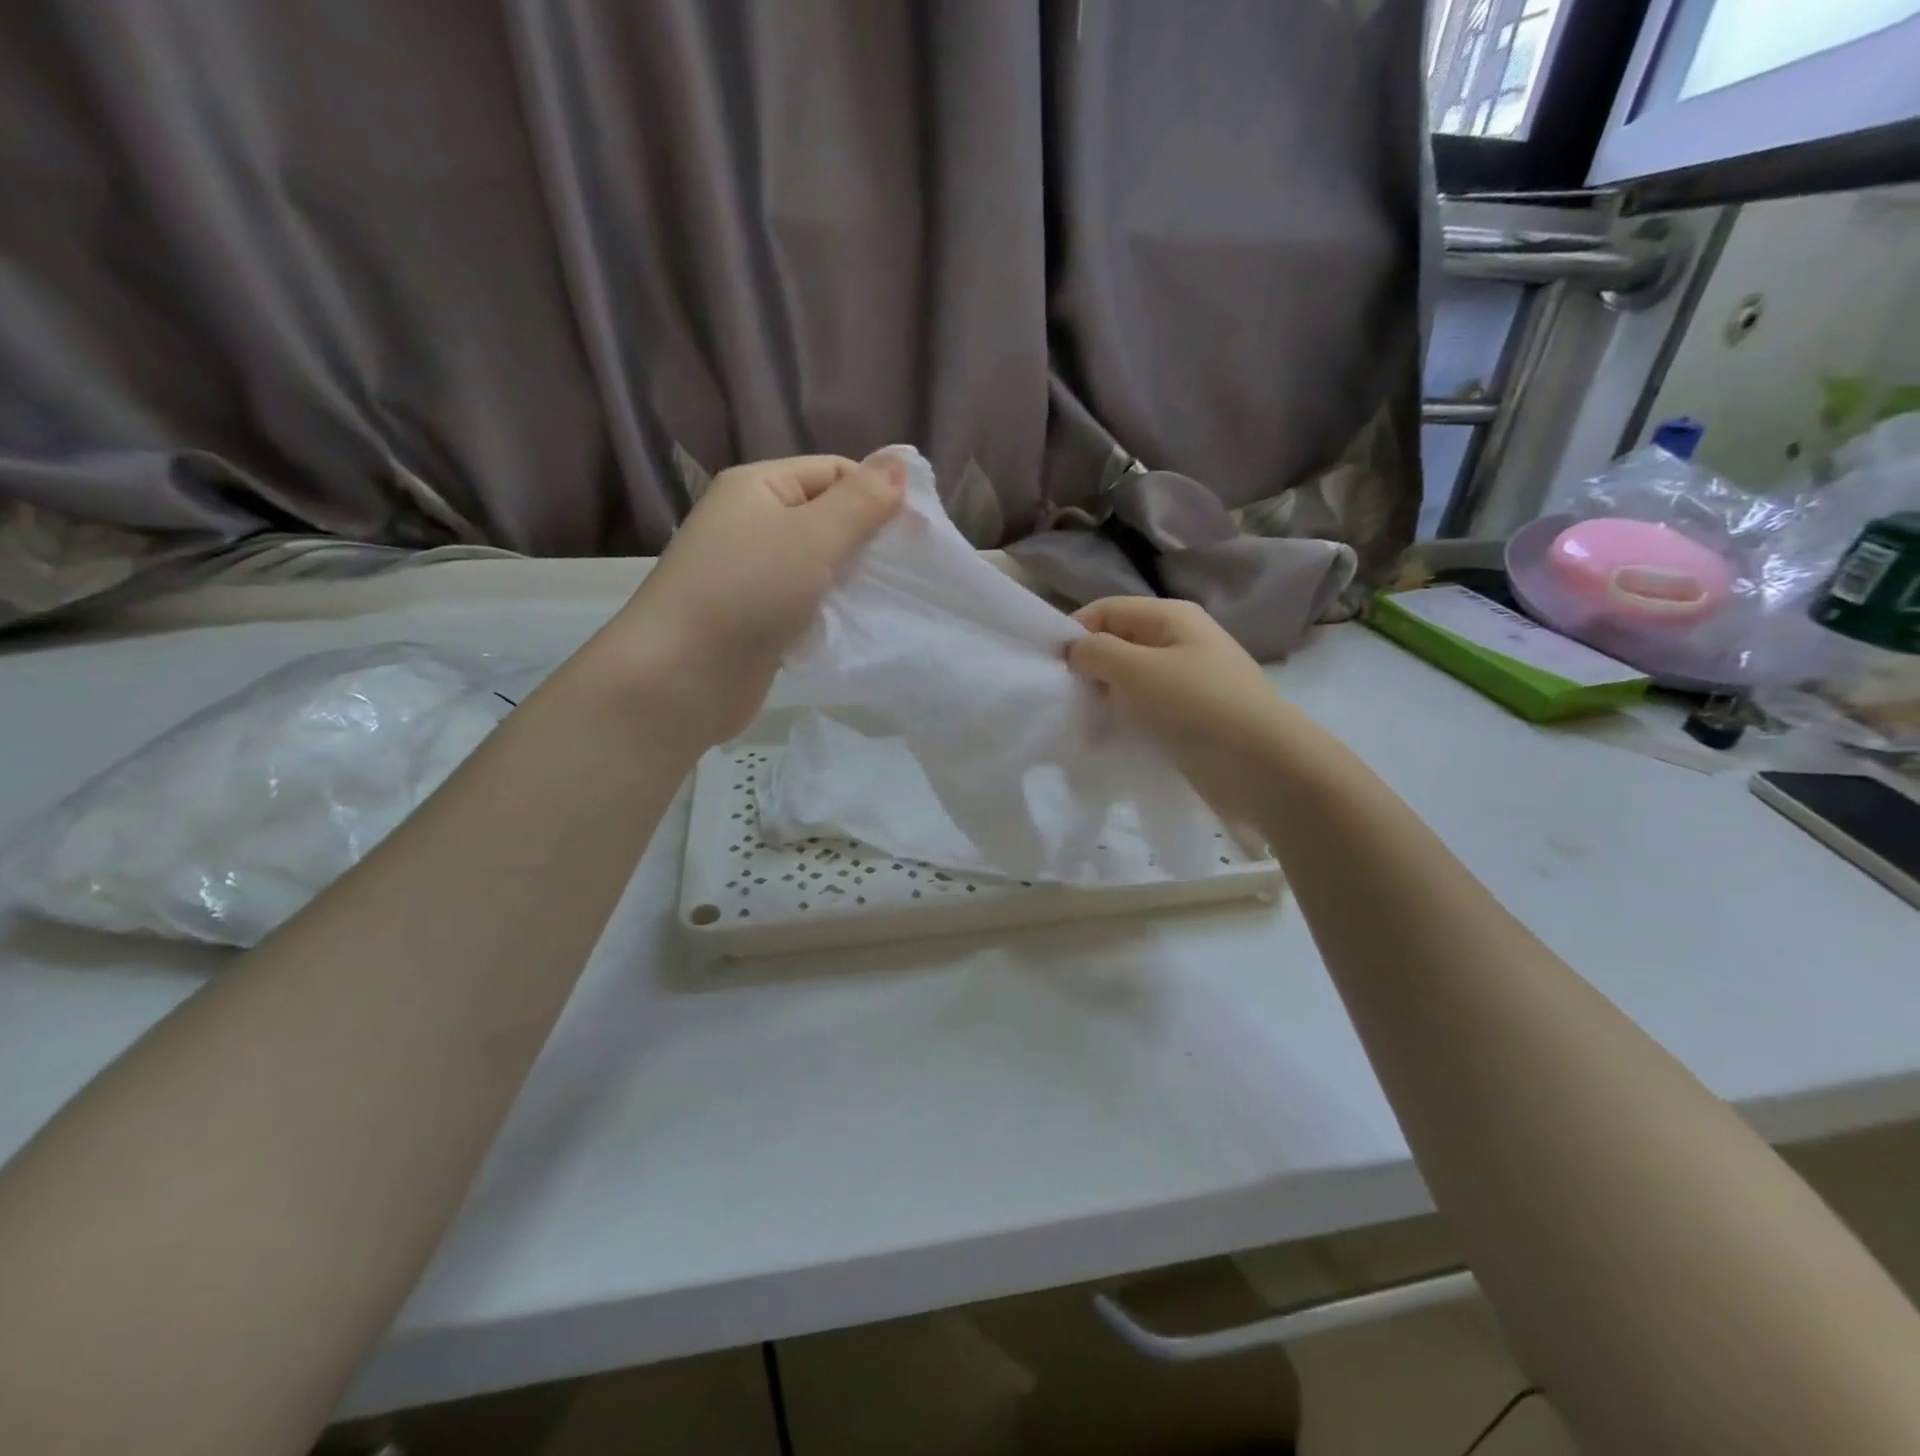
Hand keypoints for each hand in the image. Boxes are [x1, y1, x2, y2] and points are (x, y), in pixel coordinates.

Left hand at [601, 453, 903, 744]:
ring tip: (892, 598)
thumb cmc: (747, 590)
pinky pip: (807, 604)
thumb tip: (899, 463)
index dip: (876, 493)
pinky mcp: (758, 620)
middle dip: (869, 540)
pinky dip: (832, 612)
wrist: (681, 676)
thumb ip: (860, 502)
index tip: (917, 529)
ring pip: (820, 566)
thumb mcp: (812, 536)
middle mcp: (752, 524)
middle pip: (827, 518)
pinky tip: (858, 626)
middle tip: (909, 568)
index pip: (833, 472)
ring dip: (853, 580)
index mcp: (758, 488)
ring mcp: (753, 575)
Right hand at [1068, 596, 1306, 814]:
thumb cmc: (1198, 706)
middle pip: (1118, 644)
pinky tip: (1111, 742)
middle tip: (1067, 703)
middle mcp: (1179, 642)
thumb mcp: (1138, 671)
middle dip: (1088, 670)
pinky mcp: (1189, 717)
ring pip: (1129, 682)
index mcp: (1170, 617)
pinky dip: (1125, 722)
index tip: (1051, 670)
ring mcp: (1187, 681)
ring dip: (1104, 701)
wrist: (1264, 766)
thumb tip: (1075, 651)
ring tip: (1086, 728)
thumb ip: (1097, 653)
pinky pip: (1145, 711)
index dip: (1075, 633)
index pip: (1106, 610)